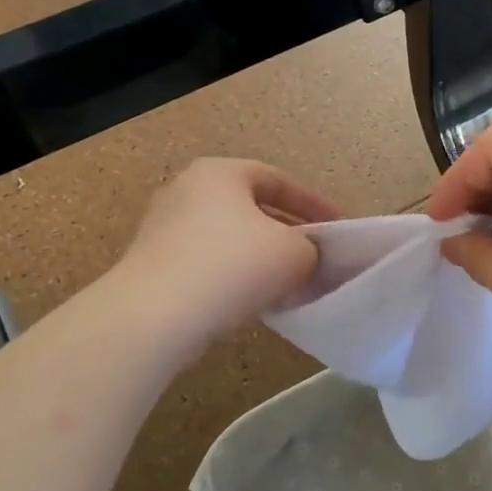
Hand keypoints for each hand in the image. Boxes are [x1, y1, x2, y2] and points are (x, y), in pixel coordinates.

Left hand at [116, 158, 340, 348]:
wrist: (155, 316)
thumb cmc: (232, 266)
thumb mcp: (294, 253)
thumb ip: (311, 248)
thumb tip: (306, 257)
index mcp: (220, 173)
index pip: (278, 180)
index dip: (314, 204)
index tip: (338, 227)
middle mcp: (187, 191)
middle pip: (251, 209)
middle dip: (286, 233)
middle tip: (314, 256)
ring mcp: (164, 228)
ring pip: (229, 239)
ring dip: (261, 259)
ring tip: (289, 285)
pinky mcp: (153, 265)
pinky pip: (207, 265)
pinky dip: (233, 278)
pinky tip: (252, 303)